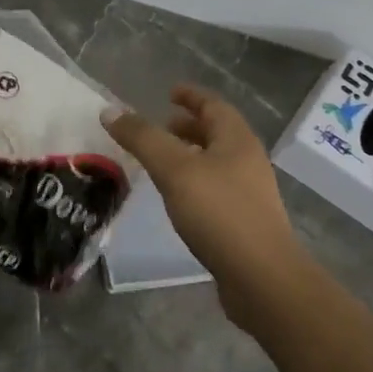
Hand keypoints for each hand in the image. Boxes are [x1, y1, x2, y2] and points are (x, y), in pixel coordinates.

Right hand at [104, 85, 303, 327]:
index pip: (214, 106)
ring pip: (216, 162)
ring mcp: (249, 193)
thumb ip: (142, 139)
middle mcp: (247, 161)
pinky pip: (215, 189)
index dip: (191, 96)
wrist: (262, 279)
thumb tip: (110, 111)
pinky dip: (193, 182)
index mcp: (237, 141)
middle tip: (159, 127)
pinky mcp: (244, 222)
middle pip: (217, 133)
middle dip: (188, 126)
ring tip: (161, 162)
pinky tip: (176, 198)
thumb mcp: (174, 170)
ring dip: (190, 155)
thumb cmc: (220, 213)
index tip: (169, 92)